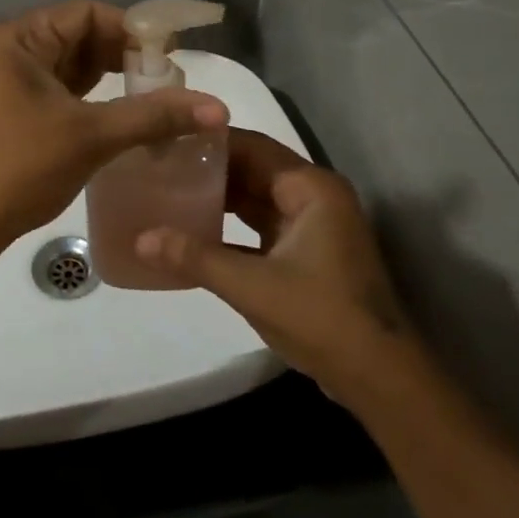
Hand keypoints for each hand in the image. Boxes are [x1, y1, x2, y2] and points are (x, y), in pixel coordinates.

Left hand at [0, 0, 228, 244]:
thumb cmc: (17, 168)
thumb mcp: (90, 136)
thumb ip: (153, 116)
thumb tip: (218, 107)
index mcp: (17, 39)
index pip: (86, 13)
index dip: (133, 29)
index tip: (172, 56)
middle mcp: (8, 51)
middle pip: (79, 37)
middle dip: (125, 56)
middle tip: (168, 82)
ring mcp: (6, 82)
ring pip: (70, 68)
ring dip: (110, 79)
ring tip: (153, 99)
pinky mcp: (10, 112)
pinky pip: (59, 92)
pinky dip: (91, 100)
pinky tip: (121, 116)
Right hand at [136, 129, 407, 399]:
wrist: (378, 377)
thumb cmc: (321, 318)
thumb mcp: (252, 286)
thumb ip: (195, 258)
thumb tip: (140, 239)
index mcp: (311, 189)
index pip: (253, 147)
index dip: (209, 141)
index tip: (166, 141)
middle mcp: (314, 197)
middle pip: (253, 170)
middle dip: (209, 170)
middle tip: (159, 167)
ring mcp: (312, 227)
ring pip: (256, 200)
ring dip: (218, 199)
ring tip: (168, 193)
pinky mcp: (306, 254)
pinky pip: (260, 228)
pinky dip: (230, 229)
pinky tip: (193, 234)